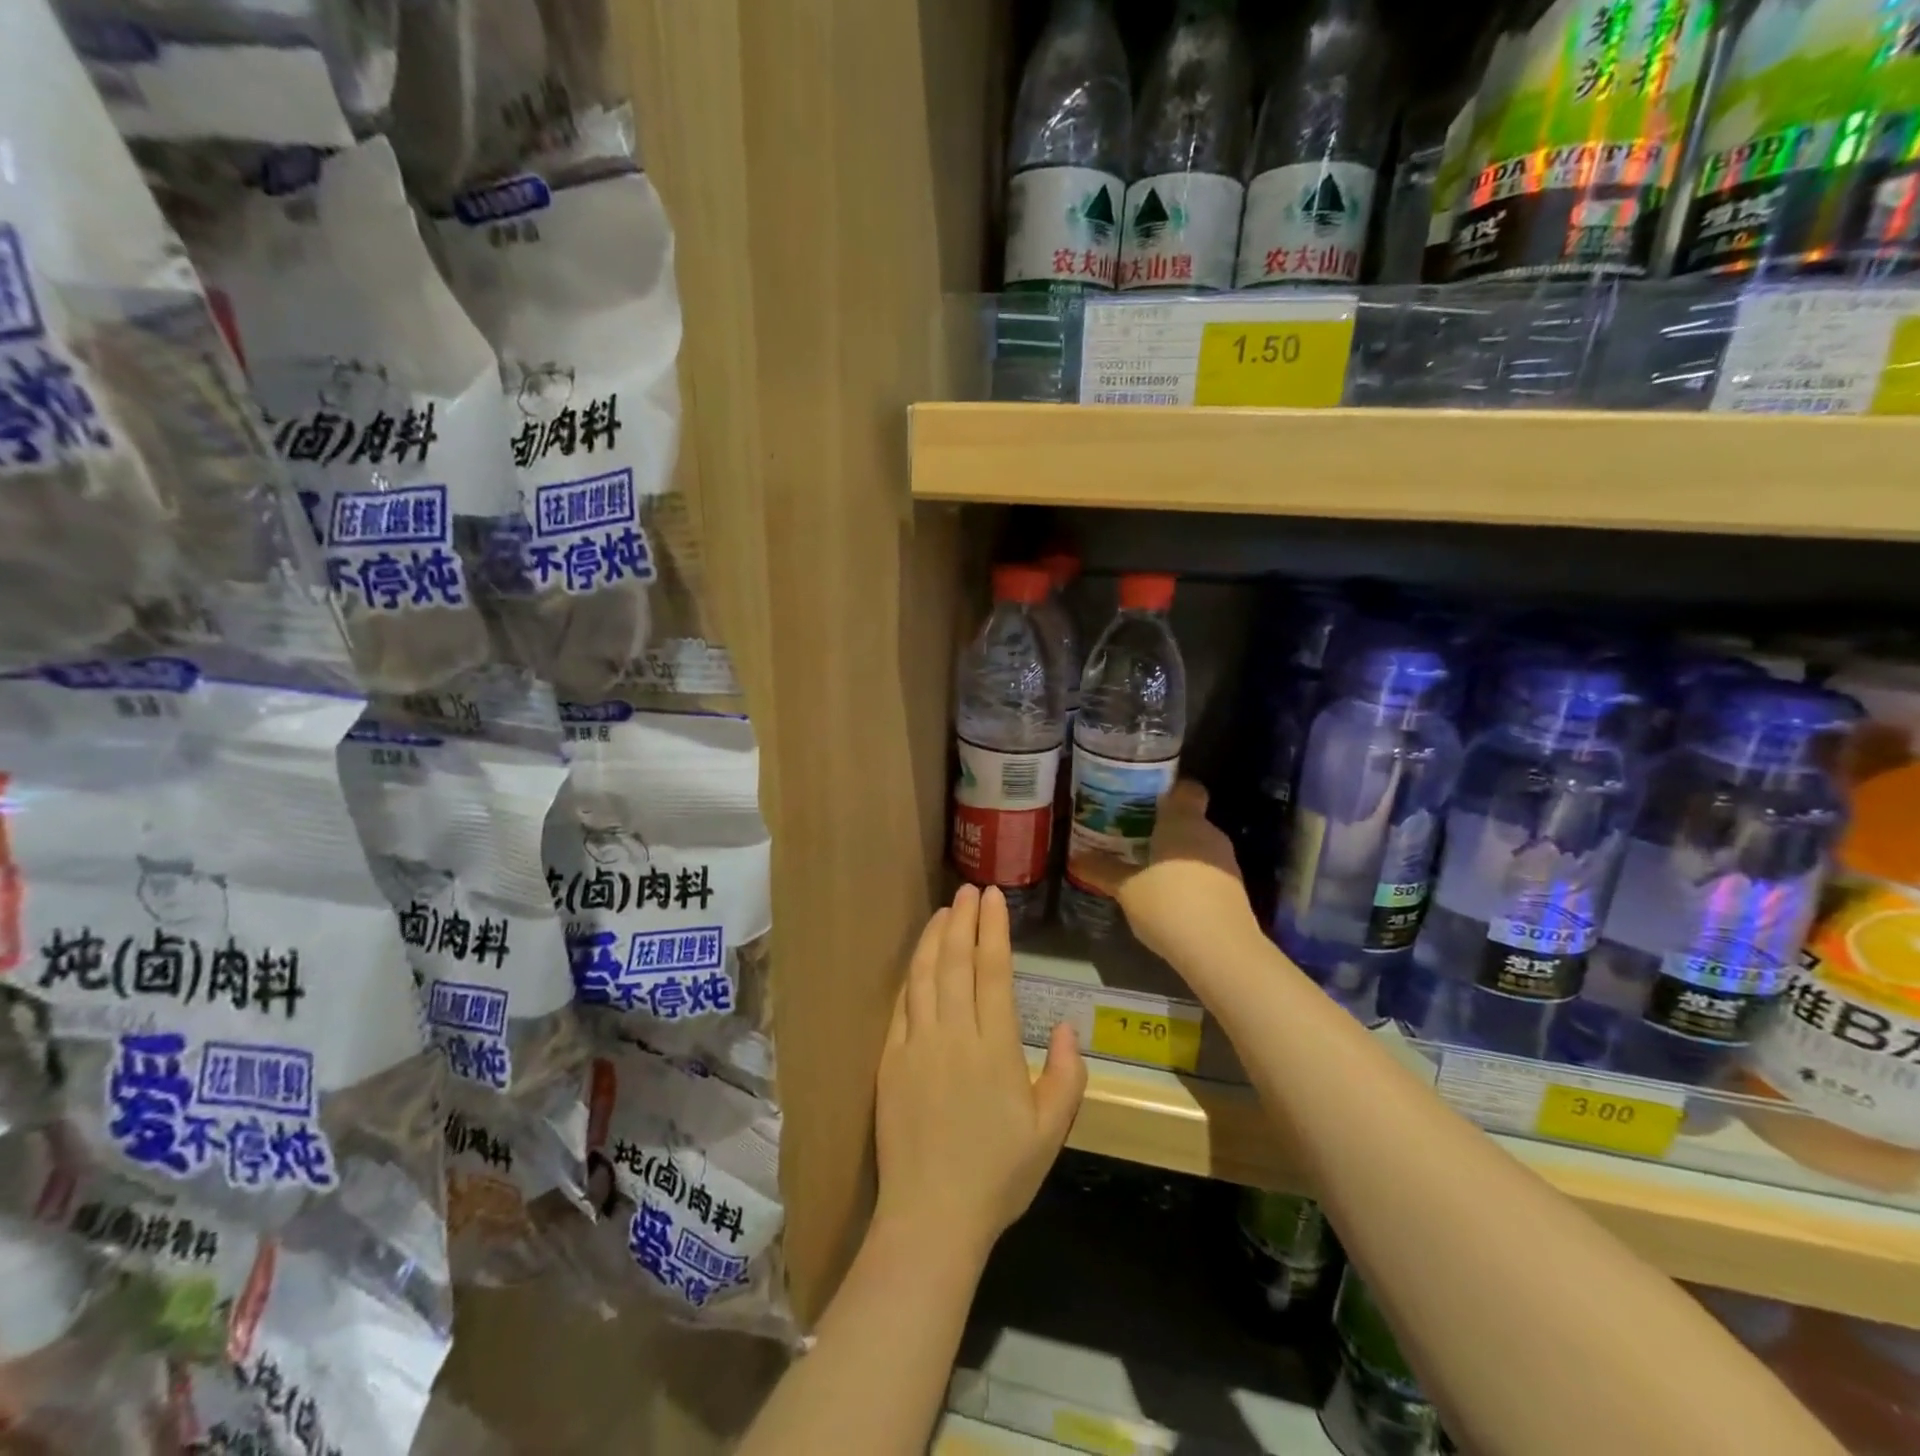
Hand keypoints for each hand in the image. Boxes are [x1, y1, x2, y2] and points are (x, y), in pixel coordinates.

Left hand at [873, 884, 1086, 1263]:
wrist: (931, 1215)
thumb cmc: (998, 1175)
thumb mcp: (1051, 1132)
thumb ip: (1066, 1074)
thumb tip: (1062, 1026)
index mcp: (994, 1047)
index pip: (993, 971)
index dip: (993, 929)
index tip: (993, 897)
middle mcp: (954, 1034)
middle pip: (957, 963)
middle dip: (964, 920)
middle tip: (968, 890)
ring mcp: (917, 1044)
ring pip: (925, 976)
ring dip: (935, 938)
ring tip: (944, 911)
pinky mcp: (890, 1060)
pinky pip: (901, 1004)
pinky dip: (911, 974)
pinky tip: (918, 959)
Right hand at [1071, 781, 1260, 968]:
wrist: (1220, 951)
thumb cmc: (1169, 904)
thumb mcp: (1127, 889)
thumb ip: (1103, 871)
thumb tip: (1075, 858)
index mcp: (1183, 821)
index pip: (1185, 788)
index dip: (1167, 789)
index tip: (1143, 798)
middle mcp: (1209, 833)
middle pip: (1188, 818)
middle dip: (1164, 825)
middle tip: (1132, 833)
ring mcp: (1226, 861)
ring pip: (1198, 846)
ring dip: (1177, 853)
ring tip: (1146, 865)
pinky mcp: (1234, 889)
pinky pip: (1207, 870)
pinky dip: (1189, 875)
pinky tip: (1168, 893)